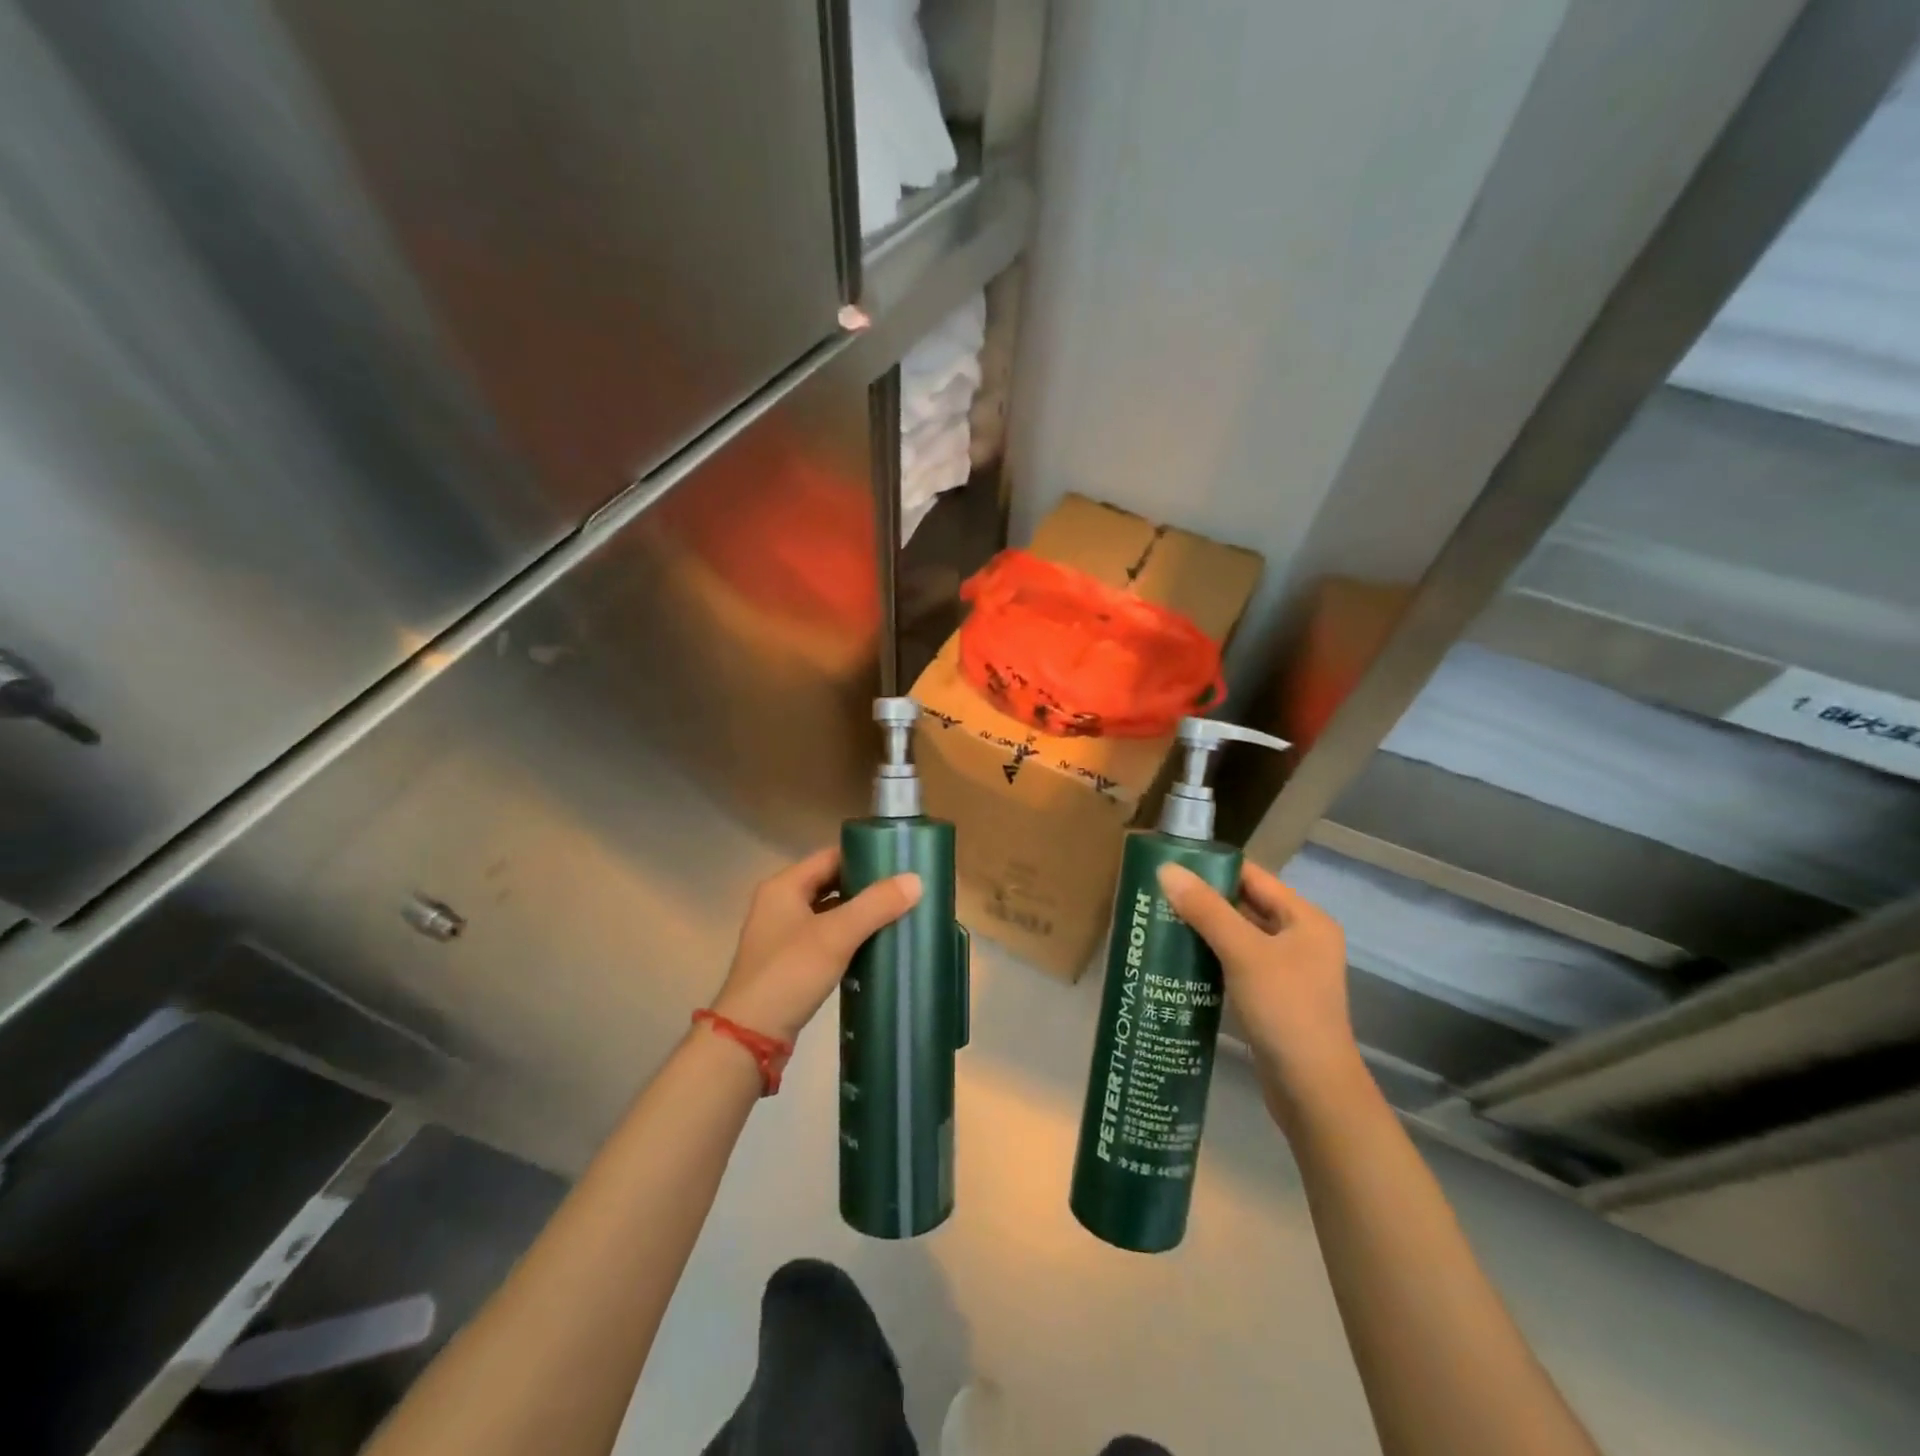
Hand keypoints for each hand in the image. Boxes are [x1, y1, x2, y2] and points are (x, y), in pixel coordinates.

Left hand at [709, 847, 921, 1043]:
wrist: (750, 1037)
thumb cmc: (789, 974)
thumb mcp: (836, 935)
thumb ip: (875, 905)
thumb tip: (916, 880)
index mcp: (784, 886)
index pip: (830, 857)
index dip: (864, 856)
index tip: (899, 863)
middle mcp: (780, 904)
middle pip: (830, 883)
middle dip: (865, 887)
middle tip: (904, 891)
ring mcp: (782, 935)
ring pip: (829, 913)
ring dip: (858, 914)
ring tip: (897, 916)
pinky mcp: (789, 963)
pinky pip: (825, 939)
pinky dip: (848, 938)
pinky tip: (874, 947)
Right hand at [1156, 860, 1360, 1117]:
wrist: (1312, 1090)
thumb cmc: (1284, 1010)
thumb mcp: (1243, 953)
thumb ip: (1206, 909)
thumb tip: (1166, 870)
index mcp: (1305, 919)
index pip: (1253, 877)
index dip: (1213, 868)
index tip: (1170, 866)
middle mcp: (1301, 939)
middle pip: (1245, 905)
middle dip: (1203, 900)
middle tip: (1157, 895)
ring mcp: (1288, 970)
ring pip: (1239, 936)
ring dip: (1204, 930)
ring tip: (1160, 922)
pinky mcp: (1273, 997)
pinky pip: (1237, 964)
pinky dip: (1211, 958)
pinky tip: (1180, 959)